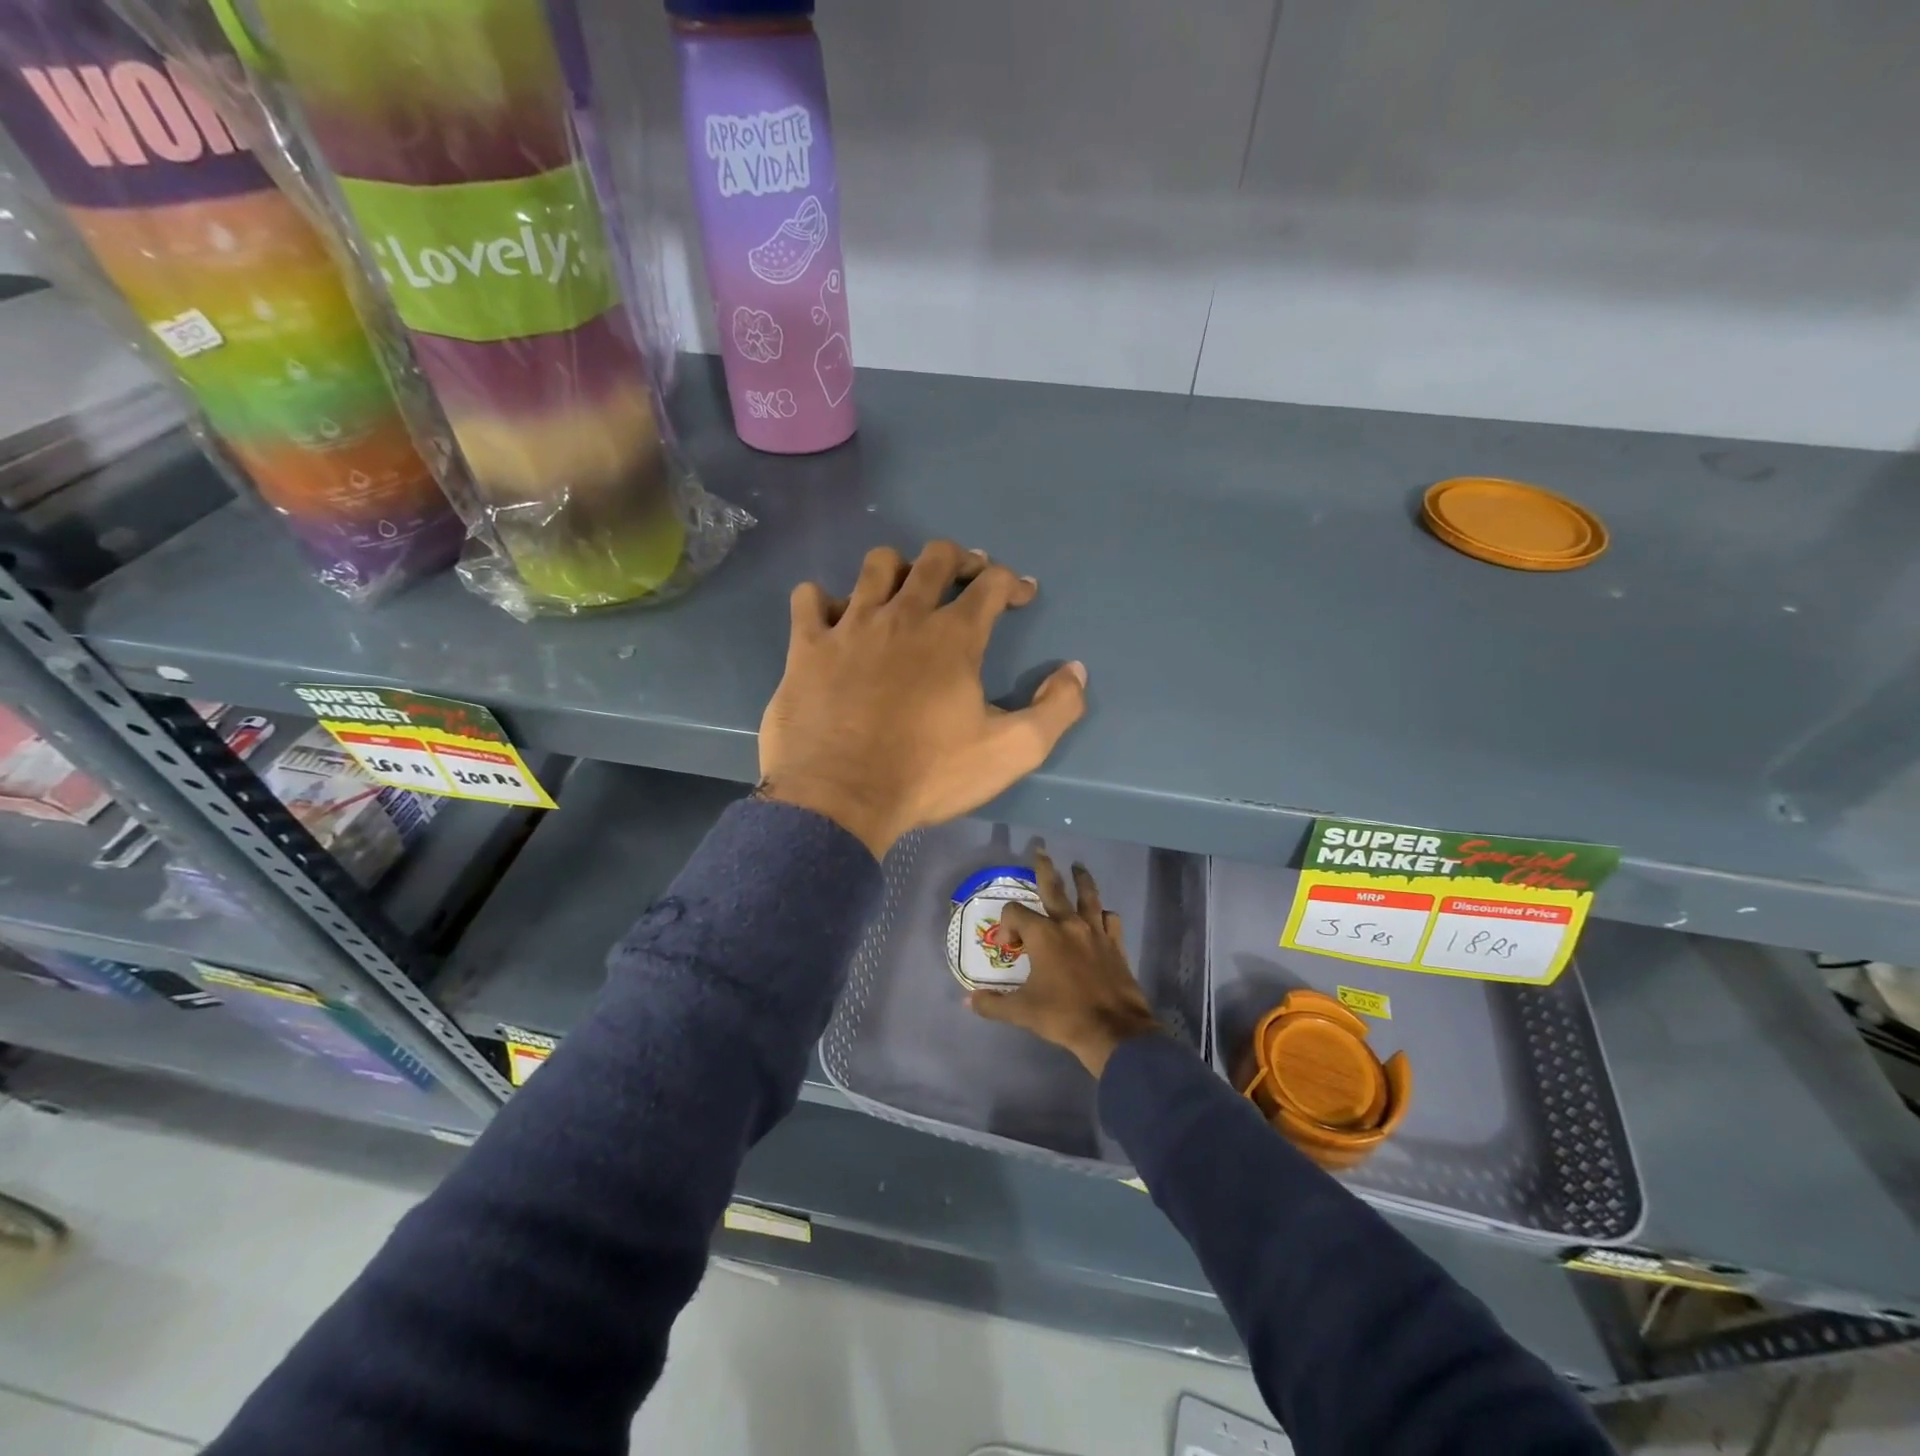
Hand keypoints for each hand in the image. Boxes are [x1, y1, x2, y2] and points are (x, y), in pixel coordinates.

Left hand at [759, 542, 1088, 858]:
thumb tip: (1075, 671)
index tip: (1021, 595)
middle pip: (935, 558)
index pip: (991, 584)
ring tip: (903, 591)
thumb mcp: (1010, 752)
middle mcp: (903, 616)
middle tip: (967, 576)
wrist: (839, 798)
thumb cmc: (927, 775)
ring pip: (876, 566)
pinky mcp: (807, 646)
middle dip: (960, 559)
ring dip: (897, 569)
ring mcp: (850, 626)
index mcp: (953, 637)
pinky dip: (824, 601)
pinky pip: (810, 598)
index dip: (1013, 582)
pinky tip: (835, 620)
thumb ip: (1055, 710)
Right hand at [968, 850, 1159, 1077]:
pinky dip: (1103, 914)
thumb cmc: (1063, 1016)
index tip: (1009, 946)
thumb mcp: (1022, 1011)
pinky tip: (1101, 916)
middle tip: (1041, 850)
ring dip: (1082, 879)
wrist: (1113, 1031)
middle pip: (1054, 887)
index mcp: (1043, 935)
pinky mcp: (1115, 944)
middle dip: (1044, 868)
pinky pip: (1110, 919)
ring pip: (1088, 896)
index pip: (1015, 912)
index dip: (1007, 924)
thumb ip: (993, 1004)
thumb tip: (968, 1001)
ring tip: (1078, 867)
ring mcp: (1095, 932)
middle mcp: (1068, 925)